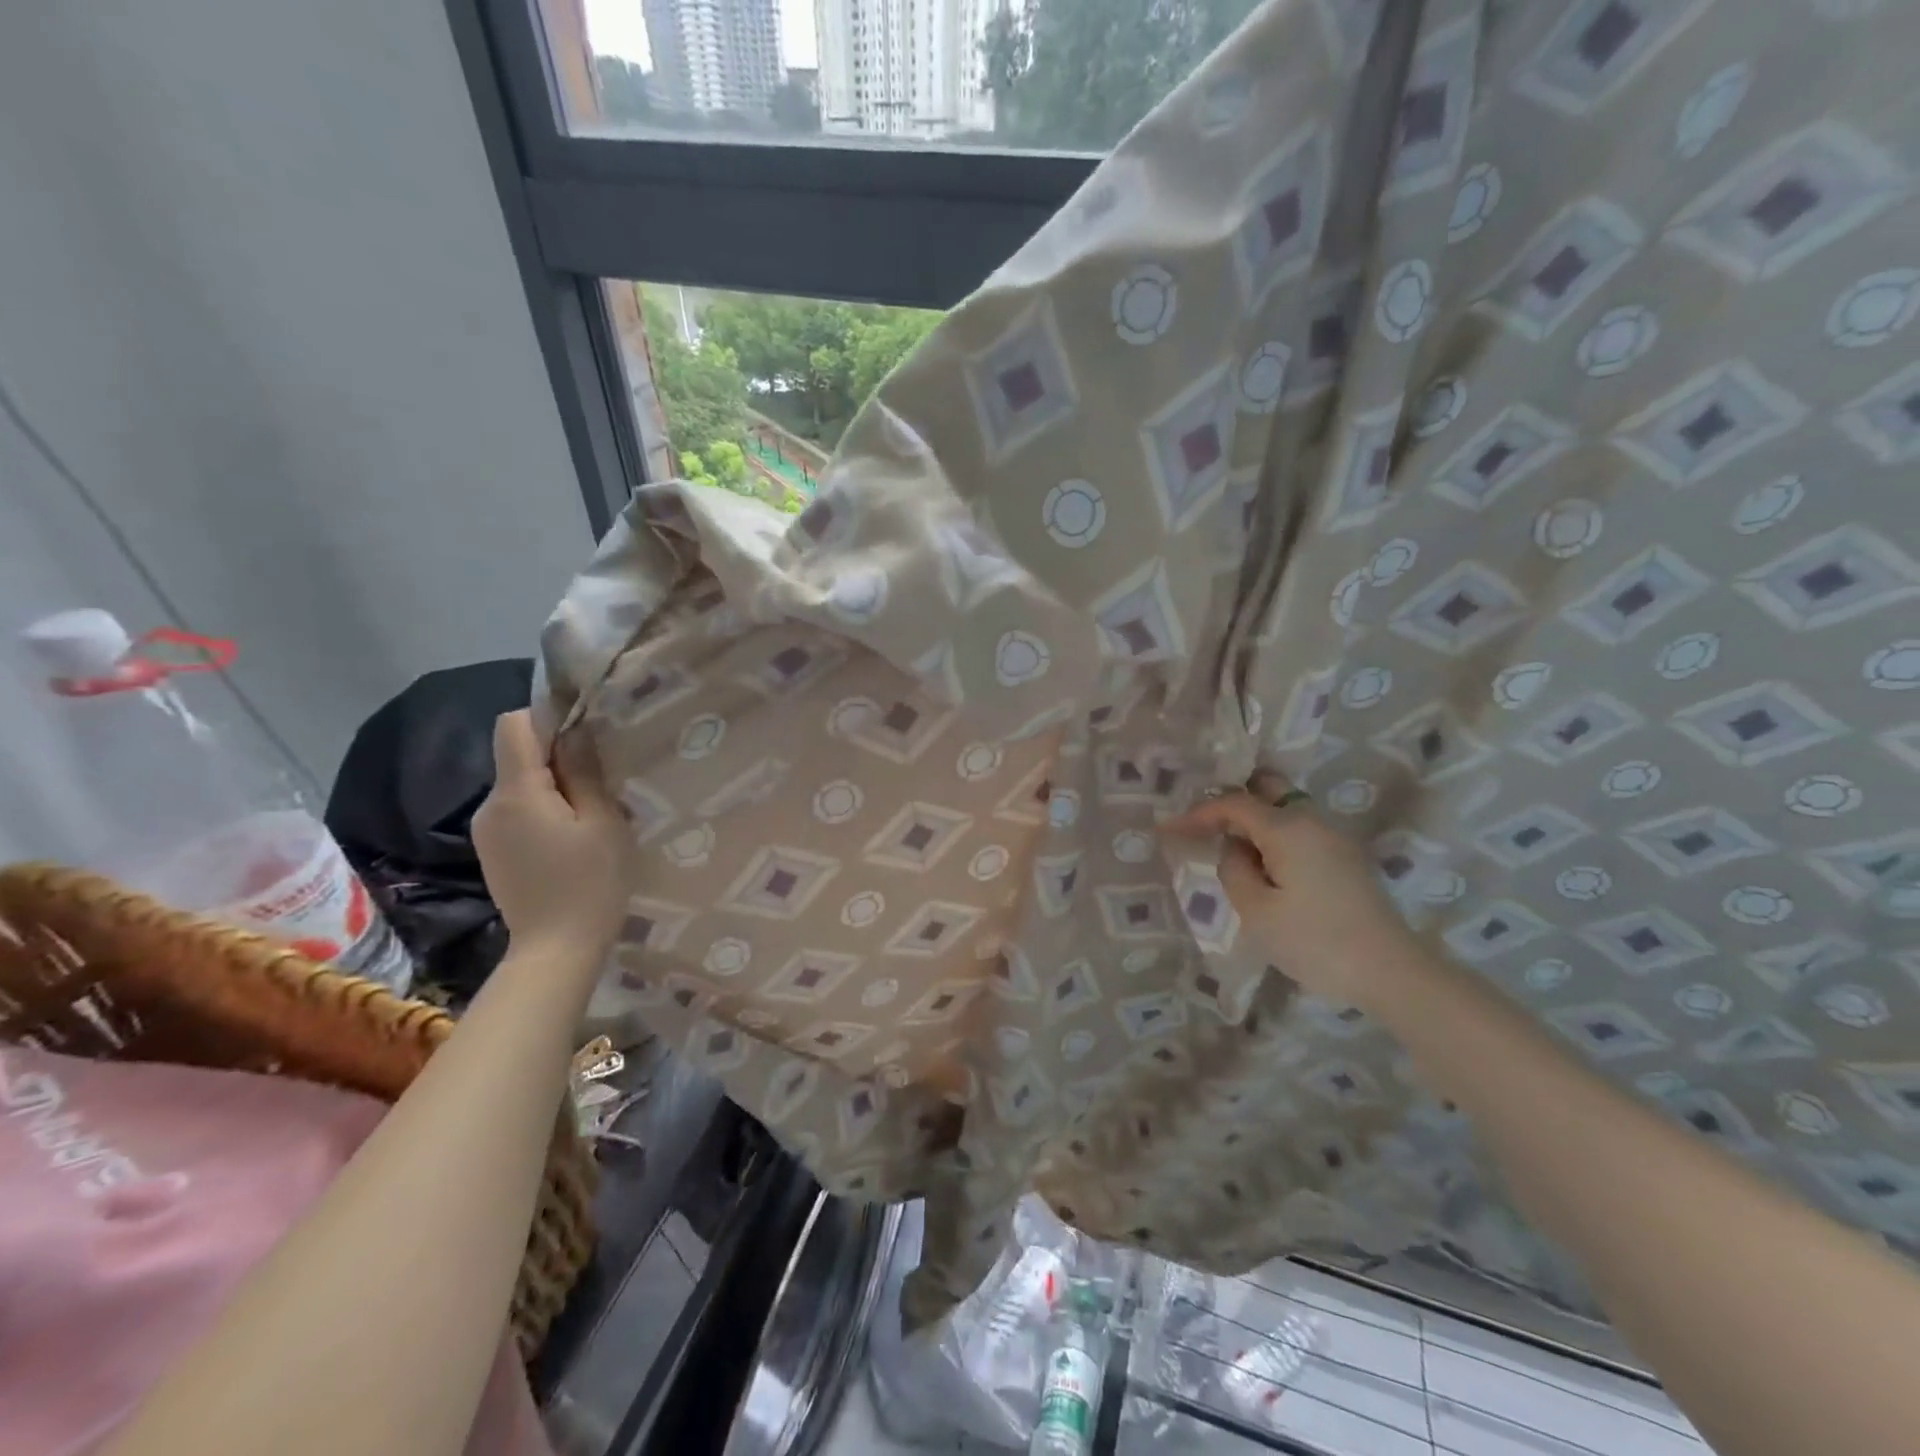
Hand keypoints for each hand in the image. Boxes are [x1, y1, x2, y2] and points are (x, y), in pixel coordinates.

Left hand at [473, 711, 630, 965]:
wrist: (557, 950)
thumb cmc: (590, 883)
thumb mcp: (602, 821)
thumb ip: (584, 772)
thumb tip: (574, 731)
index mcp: (517, 793)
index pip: (514, 725)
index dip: (548, 718)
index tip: (586, 735)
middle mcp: (490, 805)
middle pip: (517, 755)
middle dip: (557, 756)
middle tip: (602, 780)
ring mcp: (488, 831)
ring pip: (520, 784)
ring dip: (554, 786)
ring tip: (592, 814)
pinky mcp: (493, 851)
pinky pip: (518, 811)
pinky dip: (544, 810)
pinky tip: (572, 838)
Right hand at [1162, 788, 1422, 1010]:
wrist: (1391, 972)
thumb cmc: (1315, 941)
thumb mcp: (1256, 910)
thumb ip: (1234, 870)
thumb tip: (1236, 850)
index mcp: (1287, 827)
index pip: (1233, 804)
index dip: (1197, 813)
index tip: (1167, 829)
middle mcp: (1313, 821)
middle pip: (1267, 790)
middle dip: (1232, 802)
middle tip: (1205, 827)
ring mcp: (1335, 838)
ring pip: (1286, 811)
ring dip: (1254, 822)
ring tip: (1230, 850)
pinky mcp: (1346, 859)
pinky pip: (1300, 832)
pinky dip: (1275, 838)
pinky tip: (1264, 866)